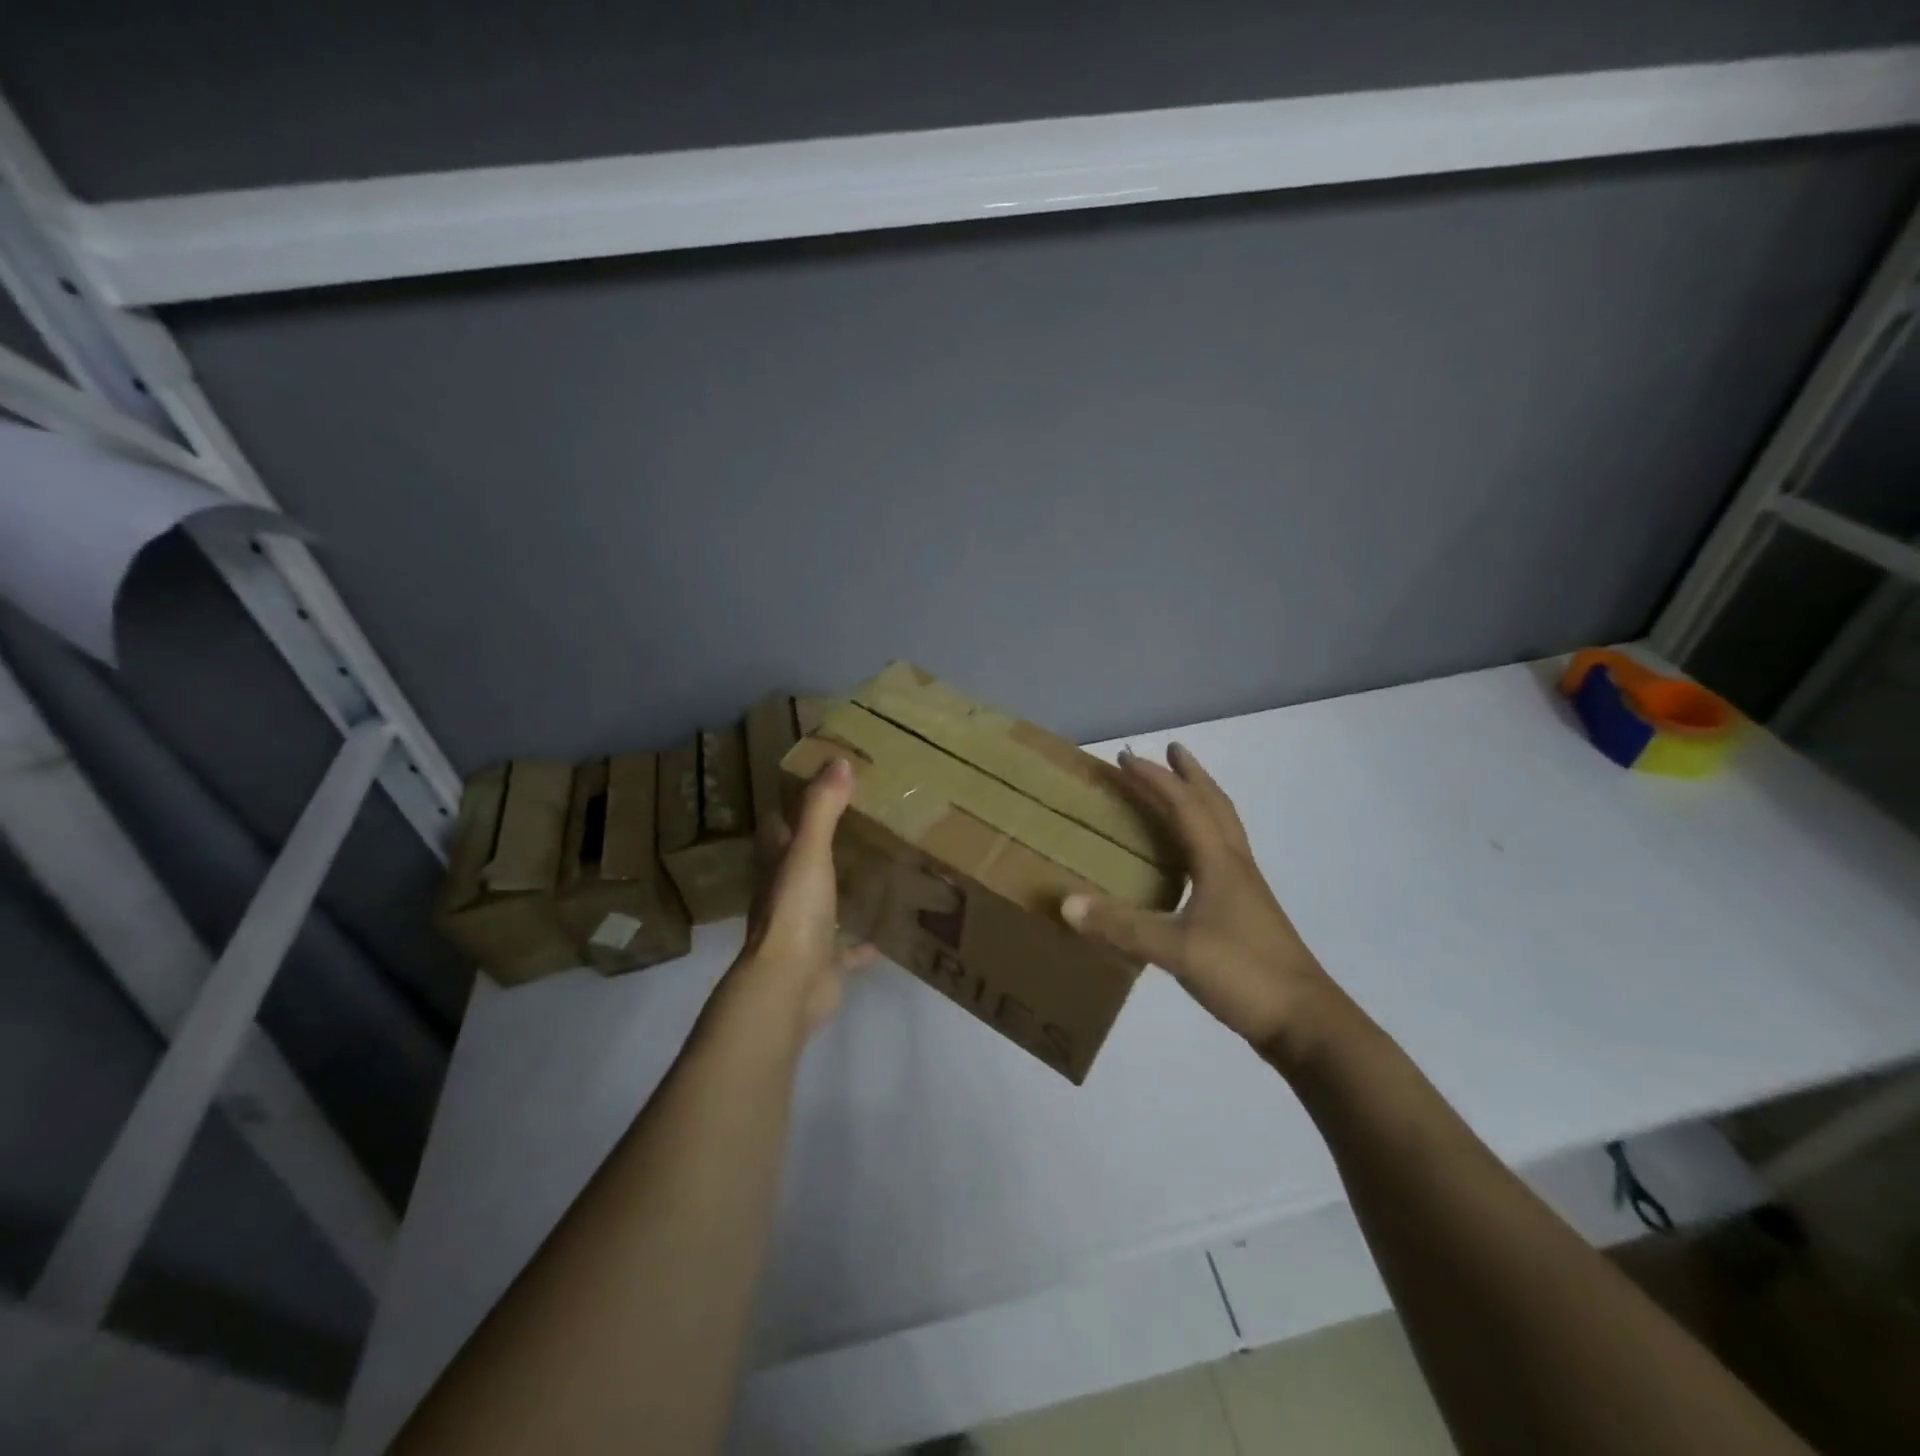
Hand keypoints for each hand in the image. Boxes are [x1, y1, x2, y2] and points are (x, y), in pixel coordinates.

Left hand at [731, 757, 876, 1036]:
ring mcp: (806, 928)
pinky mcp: (826, 959)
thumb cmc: (795, 911)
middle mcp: (786, 893)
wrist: (789, 985)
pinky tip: (893, 927)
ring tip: (882, 863)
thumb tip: (838, 761)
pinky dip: (867, 939)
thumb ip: (823, 808)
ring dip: (846, 886)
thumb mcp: (809, 852)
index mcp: (777, 864)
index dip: (796, 802)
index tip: (825, 781)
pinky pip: (850, 945)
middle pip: (804, 860)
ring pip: (827, 899)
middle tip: (866, 818)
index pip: (780, 824)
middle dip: (828, 841)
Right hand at [1061, 743, 1344, 1062]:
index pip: (1185, 806)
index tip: (1126, 758)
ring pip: (1223, 829)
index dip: (1155, 779)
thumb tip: (1066, 904)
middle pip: (1214, 806)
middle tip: (1171, 751)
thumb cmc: (1245, 974)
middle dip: (1190, 775)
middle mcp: (1235, 866)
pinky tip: (1190, 861)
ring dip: (1201, 802)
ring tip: (1180, 792)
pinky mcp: (1247, 914)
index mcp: (1220, 863)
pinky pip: (1221, 857)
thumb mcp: (1177, 950)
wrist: (1306, 1023)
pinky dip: (1203, 839)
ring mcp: (1246, 890)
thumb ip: (1123, 927)